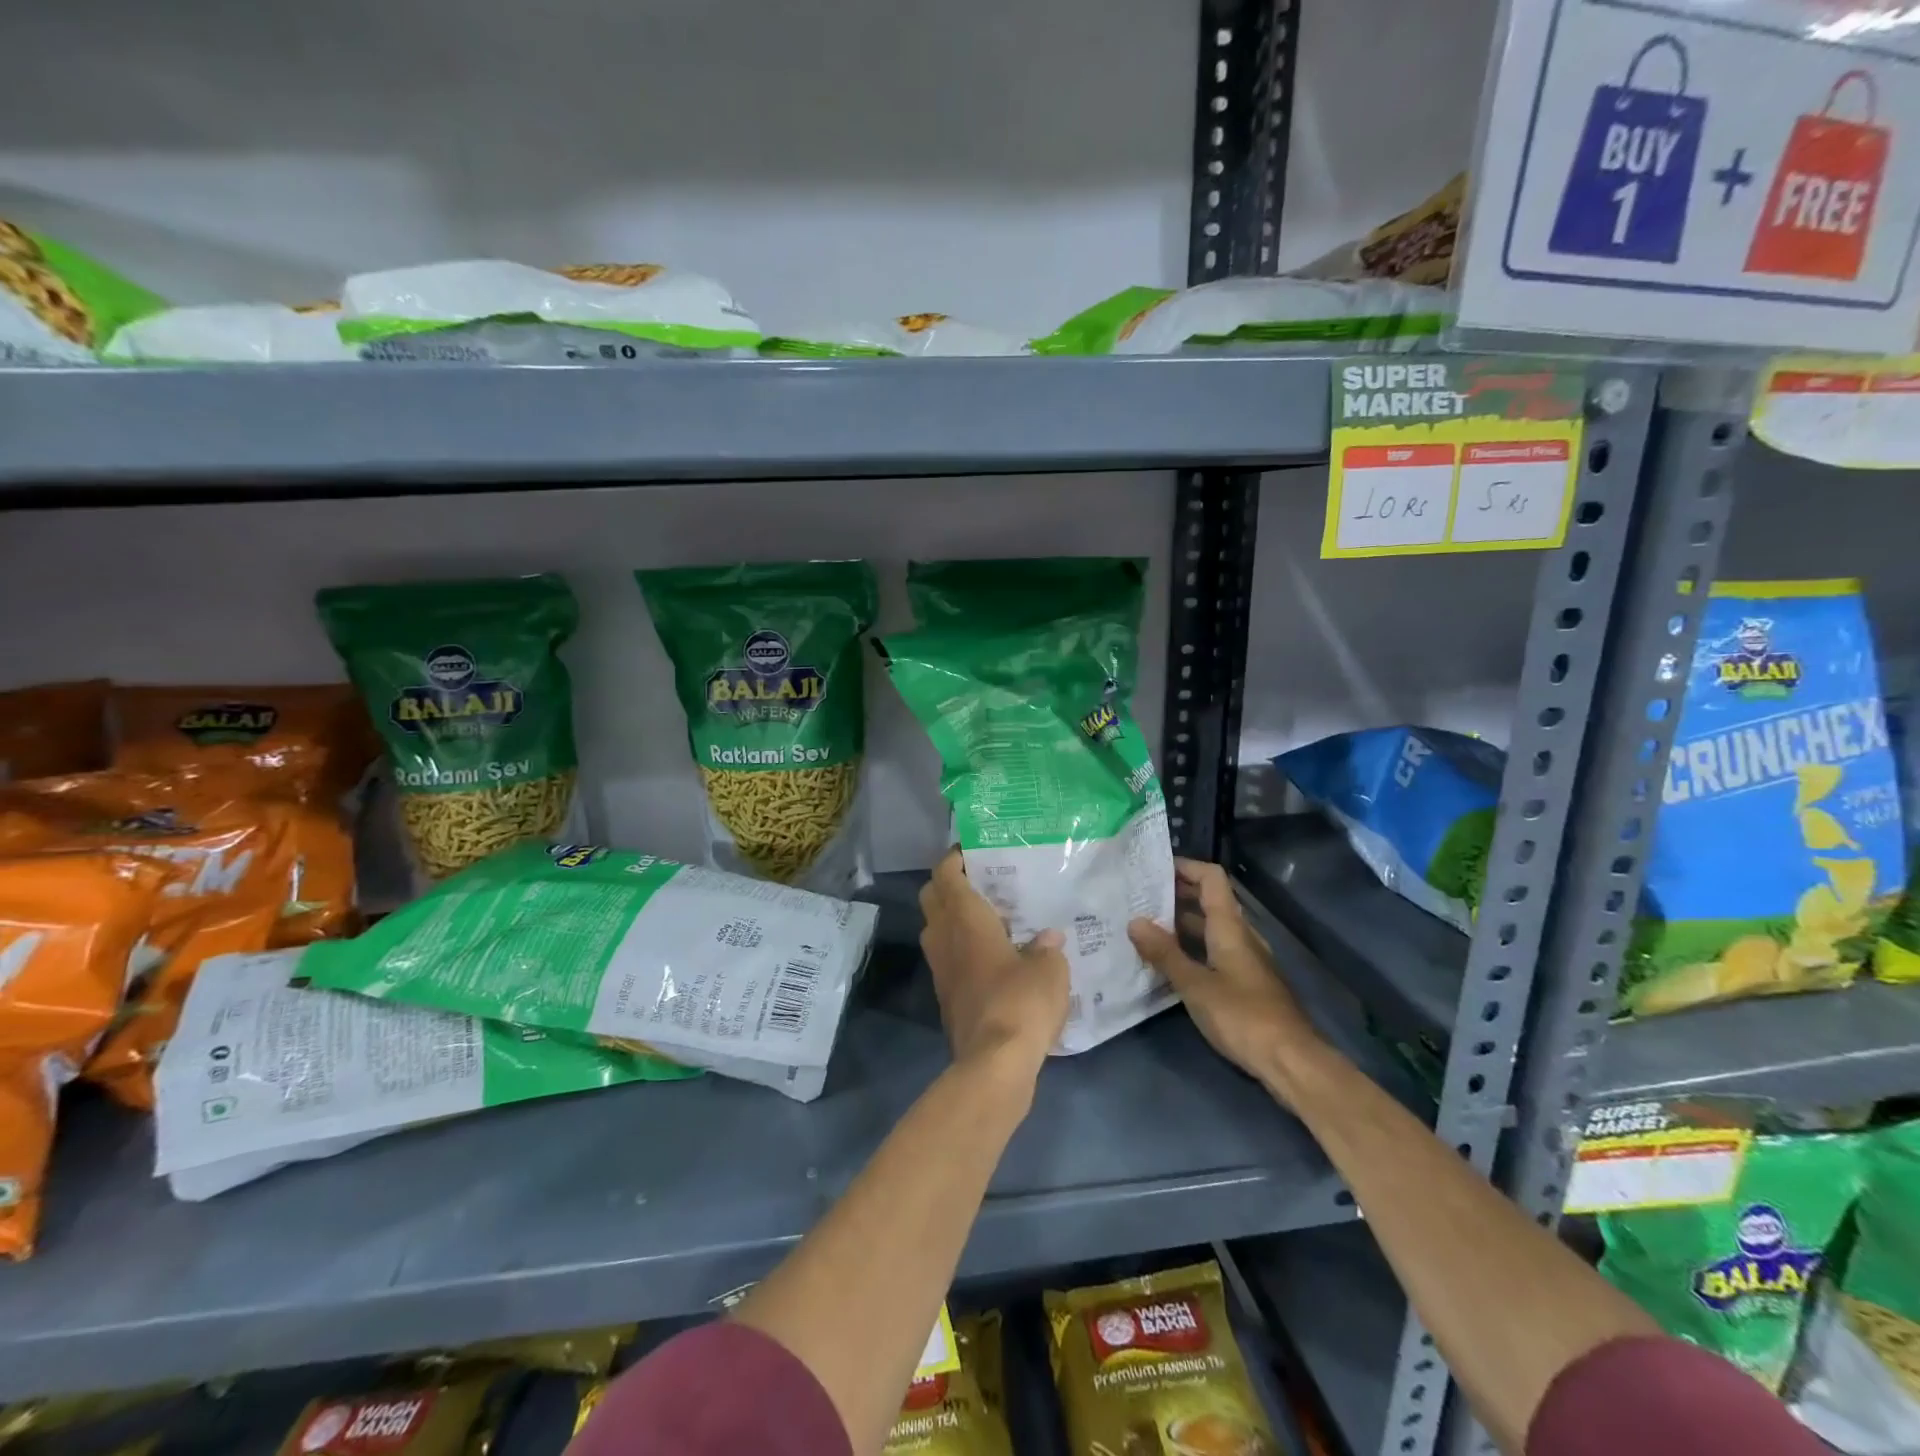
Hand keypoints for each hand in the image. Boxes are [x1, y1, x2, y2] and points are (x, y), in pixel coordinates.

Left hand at [919, 849, 1069, 1082]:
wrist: (993, 1064)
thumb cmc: (1020, 1002)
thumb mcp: (1049, 970)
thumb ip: (1046, 949)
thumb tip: (1047, 940)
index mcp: (964, 919)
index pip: (946, 873)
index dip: (955, 857)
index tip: (973, 850)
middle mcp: (943, 937)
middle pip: (932, 897)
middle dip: (950, 884)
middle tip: (983, 882)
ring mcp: (940, 969)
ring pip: (937, 929)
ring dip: (954, 918)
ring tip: (992, 918)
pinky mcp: (945, 996)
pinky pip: (947, 958)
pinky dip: (961, 948)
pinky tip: (994, 957)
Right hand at [1128, 858, 1324, 1098]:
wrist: (1291, 1061)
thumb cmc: (1242, 1016)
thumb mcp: (1195, 985)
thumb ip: (1165, 953)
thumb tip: (1134, 921)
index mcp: (1230, 927)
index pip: (1211, 878)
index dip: (1185, 866)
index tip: (1152, 868)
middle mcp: (1241, 935)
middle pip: (1210, 900)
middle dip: (1176, 893)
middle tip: (1138, 896)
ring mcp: (1246, 959)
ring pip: (1211, 927)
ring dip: (1181, 922)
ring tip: (1145, 925)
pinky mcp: (1246, 982)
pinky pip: (1215, 950)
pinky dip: (1192, 947)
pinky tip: (1169, 962)